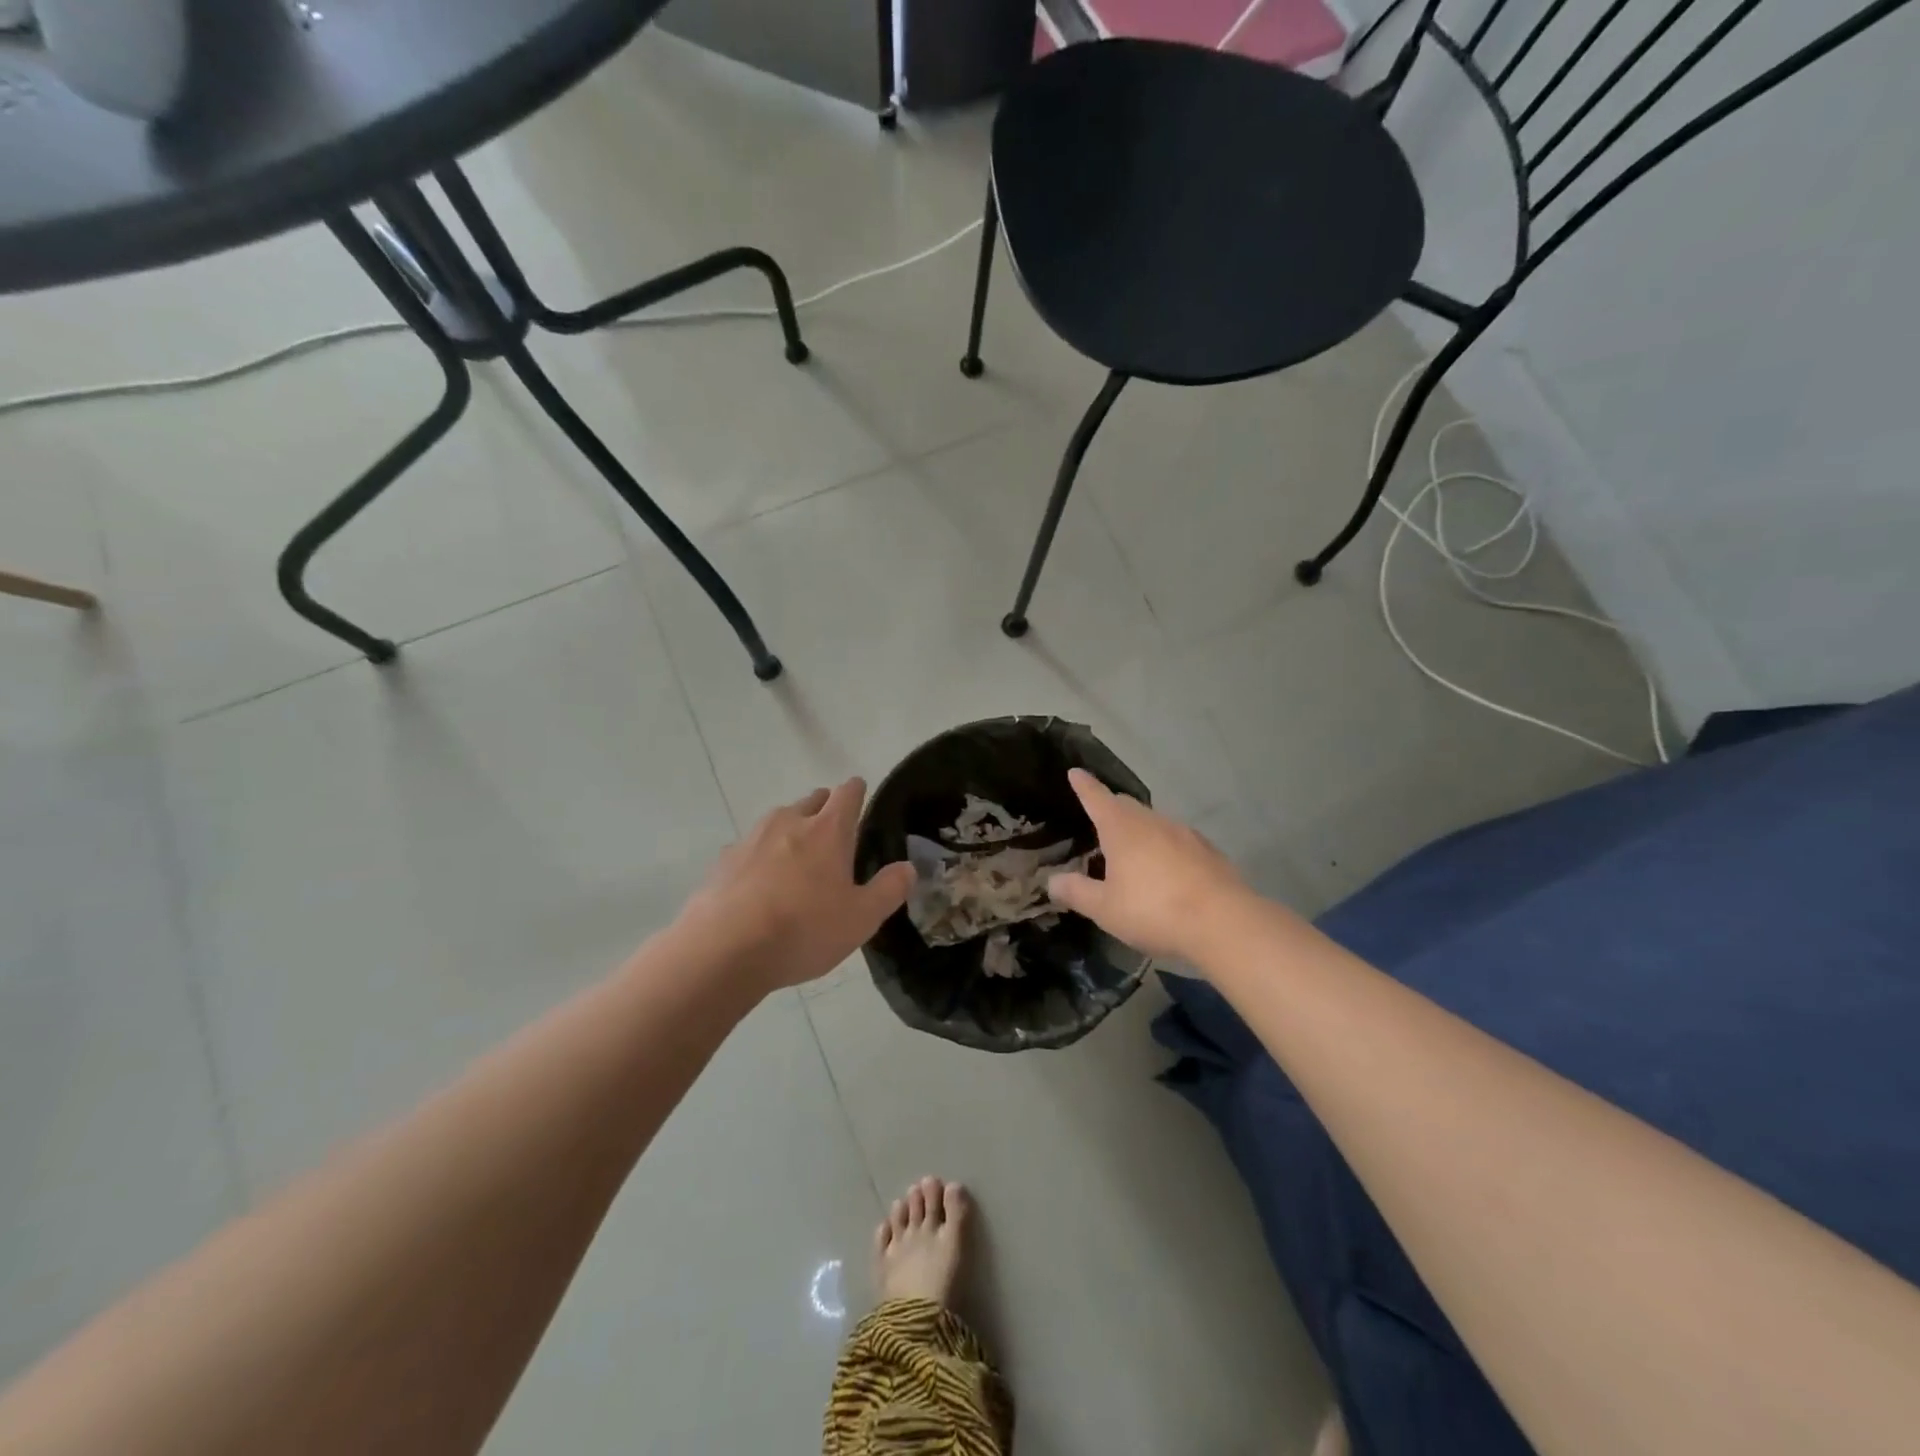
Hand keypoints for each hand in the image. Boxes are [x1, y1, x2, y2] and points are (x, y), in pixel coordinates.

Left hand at [675, 778, 915, 994]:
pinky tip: (761, 886)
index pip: (848, 793)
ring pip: (779, 820)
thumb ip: (889, 890)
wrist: (723, 949)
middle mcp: (789, 822)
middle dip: (825, 808)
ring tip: (798, 861)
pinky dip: (761, 857)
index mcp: (828, 830)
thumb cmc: (803, 930)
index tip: (861, 796)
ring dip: (792, 830)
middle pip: (812, 800)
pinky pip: (750, 847)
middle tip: (834, 835)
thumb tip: (908, 867)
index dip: (857, 792)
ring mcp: (751, 838)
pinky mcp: (724, 860)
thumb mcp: (861, 919)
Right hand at [1046, 768, 1248, 964]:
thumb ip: (1076, 892)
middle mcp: (1153, 822)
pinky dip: (1165, 848)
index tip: (1075, 772)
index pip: (1097, 798)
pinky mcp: (1208, 851)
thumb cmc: (1153, 910)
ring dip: (1139, 830)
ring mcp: (1184, 834)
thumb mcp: (1105, 908)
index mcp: (1122, 828)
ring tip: (1131, 851)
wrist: (1223, 922)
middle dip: (1111, 808)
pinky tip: (1166, 870)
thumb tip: (1052, 880)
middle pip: (1127, 806)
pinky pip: (1177, 841)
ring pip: (1154, 823)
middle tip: (1099, 819)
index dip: (1084, 786)